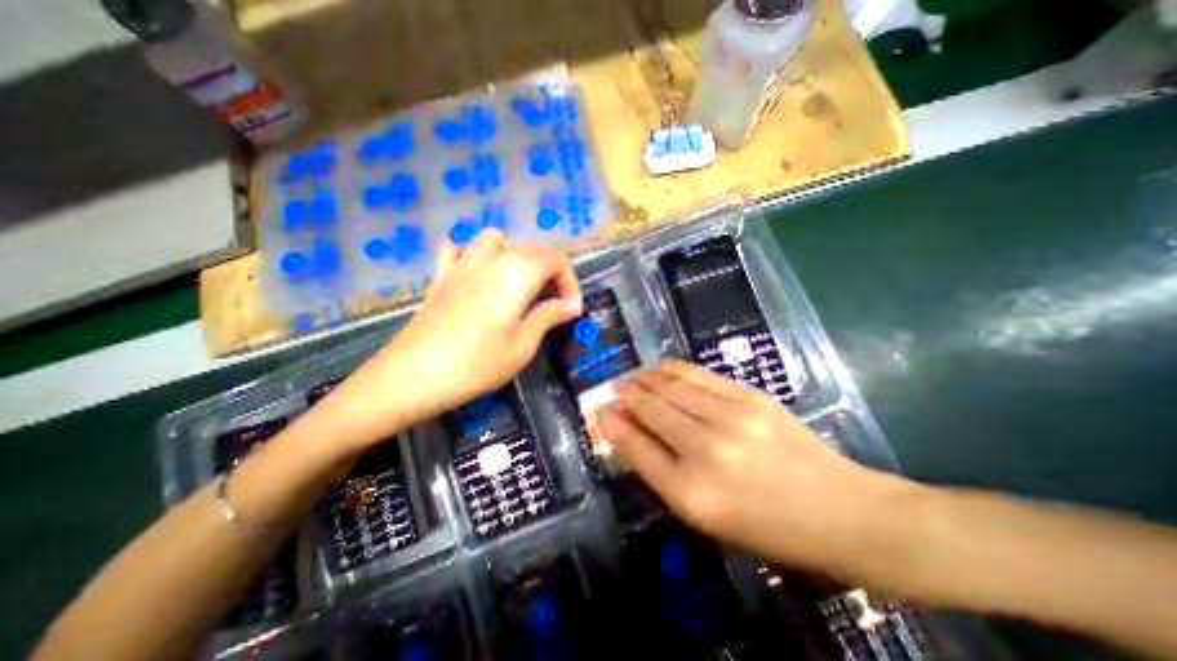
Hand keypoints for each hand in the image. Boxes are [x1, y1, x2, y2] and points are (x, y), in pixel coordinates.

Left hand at [321, 229, 580, 451]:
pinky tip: (475, 277)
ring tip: (518, 284)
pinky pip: (457, 250)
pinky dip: (470, 256)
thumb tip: (569, 306)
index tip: (571, 312)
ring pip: (496, 240)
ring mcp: (462, 264)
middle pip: (533, 249)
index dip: (571, 284)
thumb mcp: (523, 345)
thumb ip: (548, 316)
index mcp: (519, 272)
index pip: (558, 261)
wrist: (411, 377)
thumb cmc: (476, 364)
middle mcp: (493, 258)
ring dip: (514, 255)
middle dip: (551, 273)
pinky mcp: (440, 277)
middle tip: (552, 305)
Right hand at [599, 359, 902, 569]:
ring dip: (645, 378)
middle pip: (651, 408)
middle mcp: (706, 449)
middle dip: (626, 394)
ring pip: (671, 385)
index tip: (598, 409)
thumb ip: (660, 470)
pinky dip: (673, 369)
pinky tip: (661, 369)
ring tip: (634, 377)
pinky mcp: (751, 396)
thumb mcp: (704, 514)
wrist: (841, 510)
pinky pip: (698, 375)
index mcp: (692, 492)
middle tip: (614, 387)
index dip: (612, 424)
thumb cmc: (766, 525)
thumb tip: (625, 432)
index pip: (636, 446)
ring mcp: (732, 417)